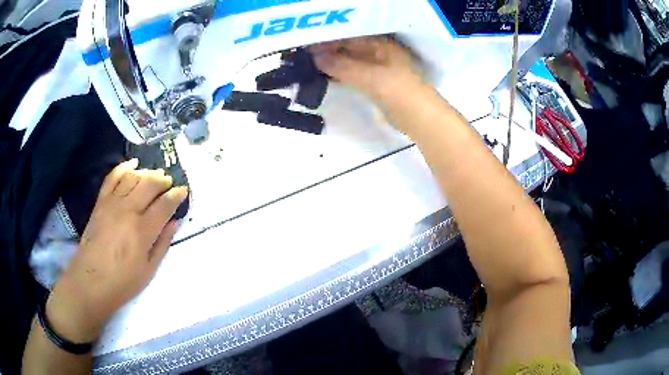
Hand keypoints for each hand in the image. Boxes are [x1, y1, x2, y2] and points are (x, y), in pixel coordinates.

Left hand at [45, 159, 187, 341]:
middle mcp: (127, 211)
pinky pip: (112, 177)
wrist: (90, 282)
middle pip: (149, 184)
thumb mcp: (148, 270)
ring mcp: (111, 204)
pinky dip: (123, 167)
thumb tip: (174, 222)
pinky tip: (132, 164)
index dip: (176, 195)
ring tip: (154, 176)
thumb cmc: (122, 282)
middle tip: (169, 183)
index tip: (184, 191)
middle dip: (163, 180)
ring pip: (132, 177)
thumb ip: (162, 244)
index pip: (164, 204)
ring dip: (146, 173)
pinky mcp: (100, 202)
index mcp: (142, 231)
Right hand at [310, 36, 424, 106]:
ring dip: (334, 65)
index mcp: (382, 45)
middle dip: (330, 52)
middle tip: (306, 57)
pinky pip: (355, 76)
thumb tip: (315, 58)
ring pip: (351, 63)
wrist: (419, 118)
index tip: (309, 46)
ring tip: (311, 67)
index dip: (330, 41)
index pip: (350, 38)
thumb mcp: (369, 75)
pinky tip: (326, 79)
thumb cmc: (398, 90)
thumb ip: (342, 66)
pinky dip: (341, 76)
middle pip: (350, 49)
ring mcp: (379, 70)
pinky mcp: (377, 86)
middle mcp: (380, 54)